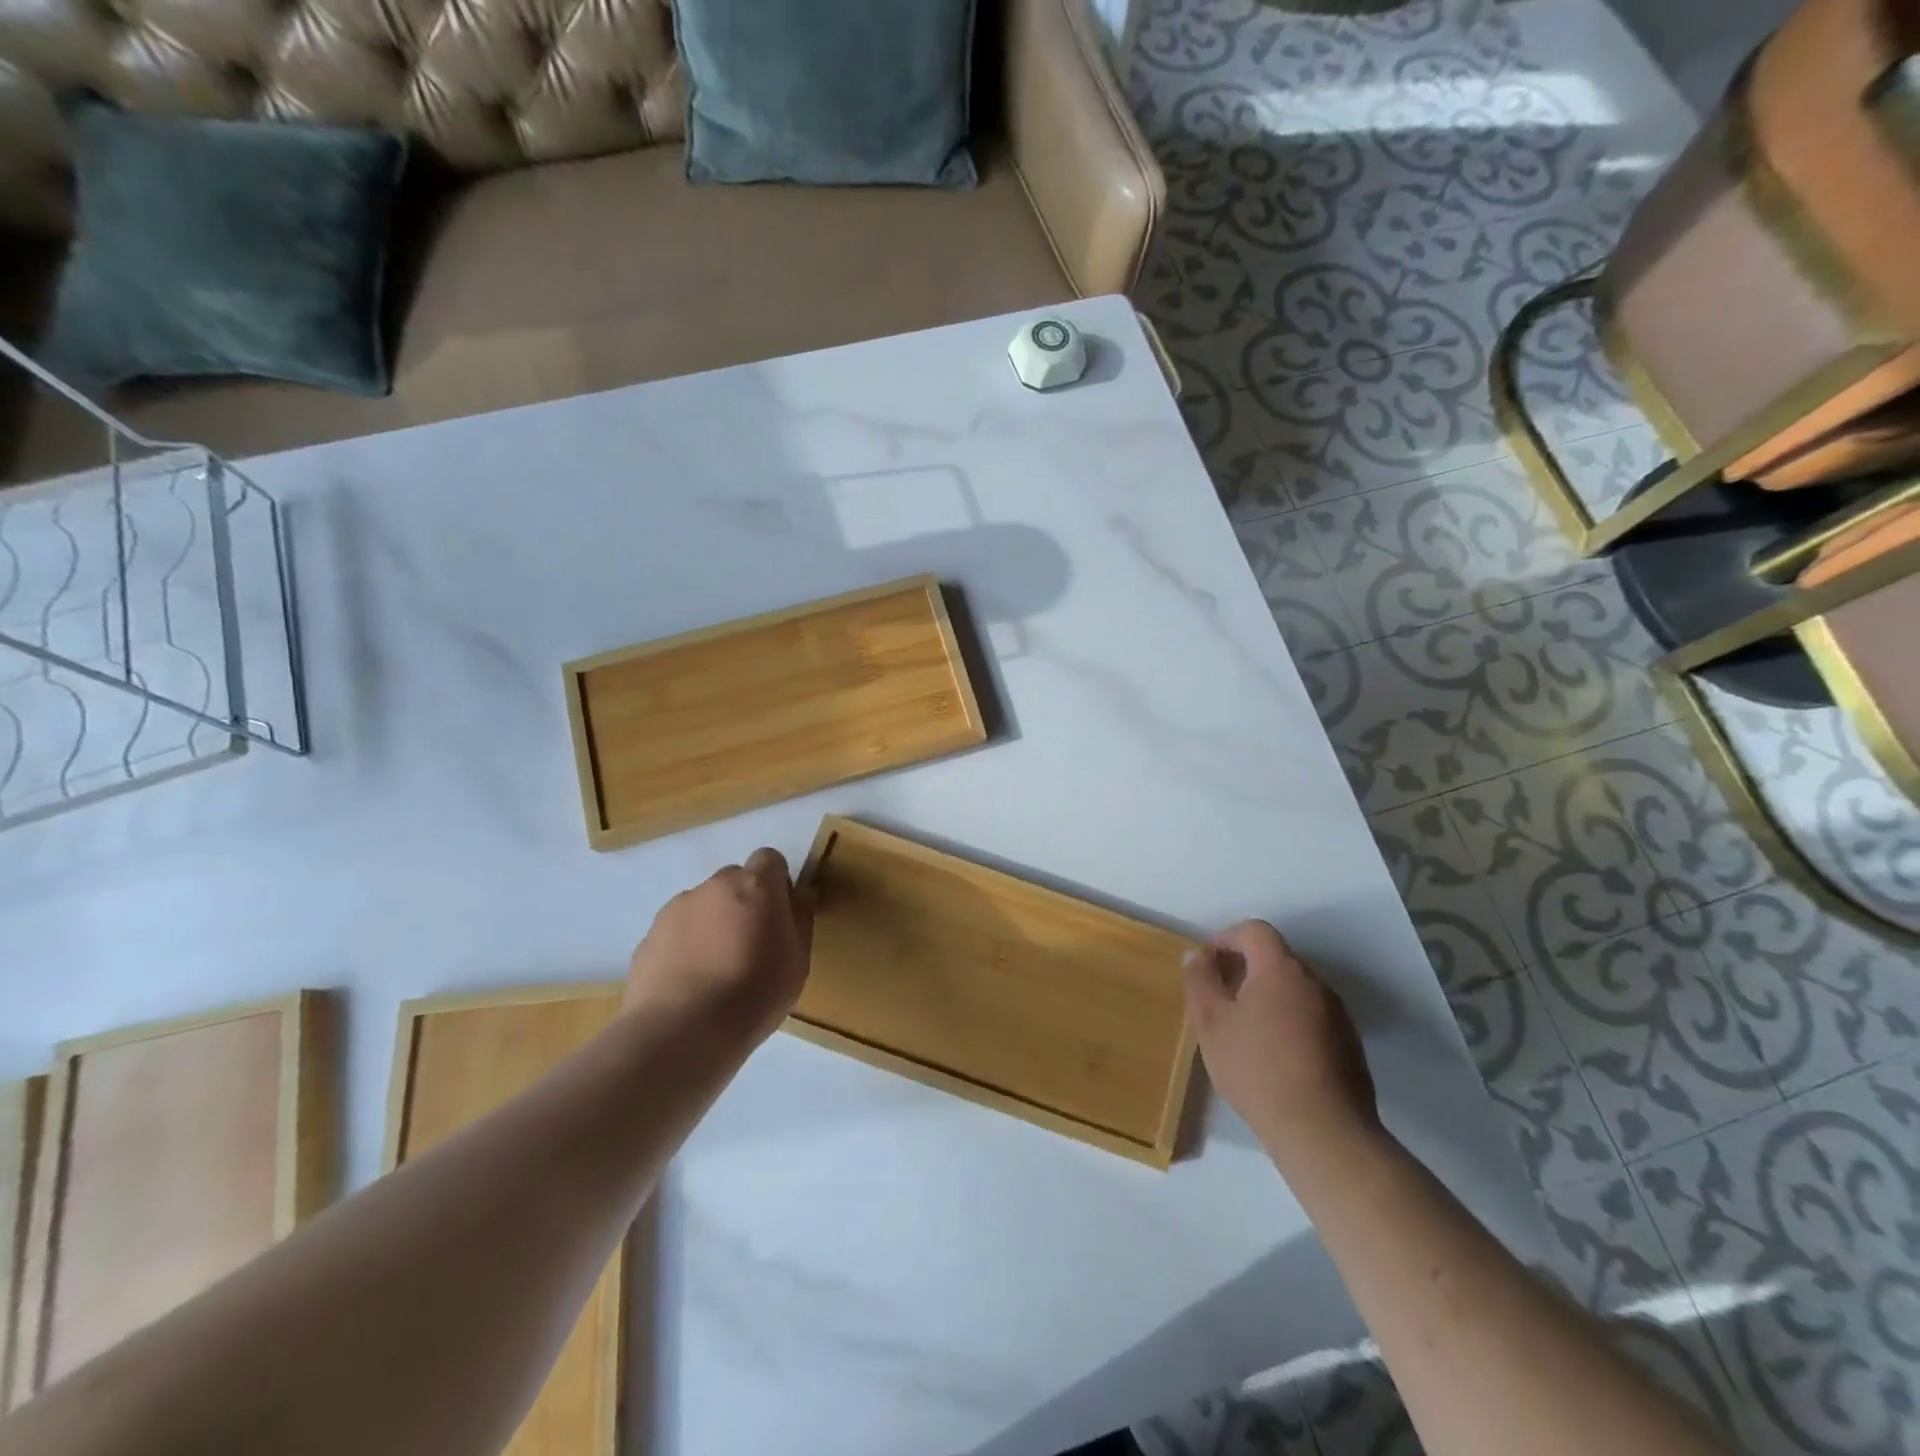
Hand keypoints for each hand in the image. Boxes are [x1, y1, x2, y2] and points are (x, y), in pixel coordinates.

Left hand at [627, 848, 813, 1043]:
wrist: (682, 1032)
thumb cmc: (754, 993)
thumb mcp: (798, 961)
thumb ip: (801, 920)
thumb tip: (804, 895)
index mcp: (755, 885)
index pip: (770, 859)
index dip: (777, 883)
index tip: (780, 915)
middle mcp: (713, 886)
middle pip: (734, 880)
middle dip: (743, 902)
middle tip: (750, 943)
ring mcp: (675, 909)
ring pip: (702, 905)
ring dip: (712, 923)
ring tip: (716, 969)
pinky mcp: (648, 938)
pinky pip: (675, 932)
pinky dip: (685, 947)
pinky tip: (690, 983)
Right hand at [1183, 920, 1380, 1170]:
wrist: (1323, 1132)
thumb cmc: (1257, 1068)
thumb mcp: (1211, 1022)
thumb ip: (1200, 980)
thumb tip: (1198, 954)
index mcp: (1281, 969)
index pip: (1255, 931)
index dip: (1227, 938)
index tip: (1208, 964)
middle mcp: (1315, 983)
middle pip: (1276, 959)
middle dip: (1245, 969)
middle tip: (1220, 999)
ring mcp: (1338, 1015)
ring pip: (1295, 989)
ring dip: (1268, 997)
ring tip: (1245, 1031)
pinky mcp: (1349, 1045)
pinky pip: (1312, 1016)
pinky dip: (1289, 1021)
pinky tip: (1275, 1057)